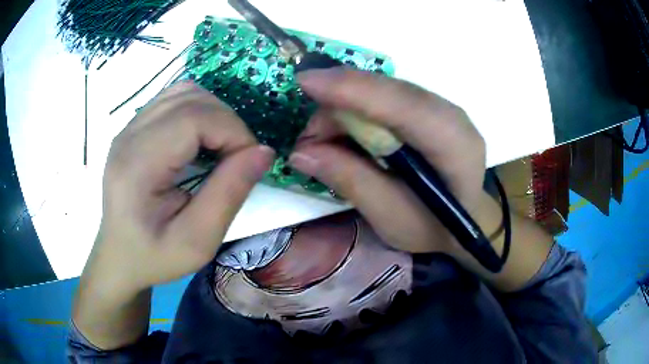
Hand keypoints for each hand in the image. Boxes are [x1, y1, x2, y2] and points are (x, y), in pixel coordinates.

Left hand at [86, 81, 274, 297]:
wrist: (119, 256)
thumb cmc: (155, 257)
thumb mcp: (198, 241)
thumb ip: (229, 194)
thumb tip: (263, 151)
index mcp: (137, 165)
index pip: (193, 118)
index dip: (232, 131)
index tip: (250, 162)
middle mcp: (129, 136)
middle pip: (190, 99)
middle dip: (227, 122)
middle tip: (237, 159)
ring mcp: (129, 128)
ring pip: (183, 92)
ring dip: (213, 114)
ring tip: (219, 148)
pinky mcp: (133, 128)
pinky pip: (173, 100)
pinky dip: (198, 112)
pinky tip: (199, 141)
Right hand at [290, 68, 486, 252]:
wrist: (464, 220)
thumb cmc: (433, 228)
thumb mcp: (391, 218)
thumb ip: (351, 181)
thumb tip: (301, 153)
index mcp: (454, 144)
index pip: (402, 105)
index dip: (353, 89)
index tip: (305, 82)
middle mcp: (450, 115)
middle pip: (388, 91)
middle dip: (338, 103)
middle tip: (308, 139)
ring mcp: (441, 107)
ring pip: (383, 90)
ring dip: (344, 109)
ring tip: (323, 143)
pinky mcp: (428, 108)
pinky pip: (385, 97)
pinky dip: (357, 111)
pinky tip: (344, 134)